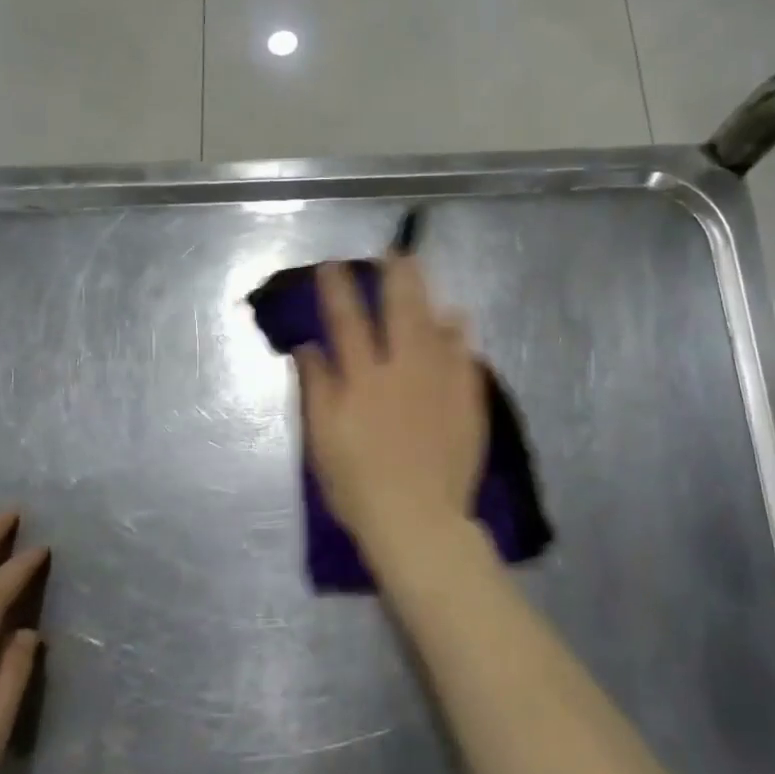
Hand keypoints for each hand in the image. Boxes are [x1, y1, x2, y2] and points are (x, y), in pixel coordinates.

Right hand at [295, 256, 486, 553]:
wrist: (419, 522)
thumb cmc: (359, 486)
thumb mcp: (323, 441)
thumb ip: (316, 388)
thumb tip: (307, 346)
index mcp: (364, 380)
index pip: (348, 322)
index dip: (339, 290)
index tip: (334, 264)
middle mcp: (404, 370)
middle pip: (401, 312)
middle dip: (396, 277)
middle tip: (395, 251)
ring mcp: (441, 383)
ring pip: (436, 326)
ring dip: (428, 296)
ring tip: (424, 273)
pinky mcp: (467, 401)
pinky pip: (465, 357)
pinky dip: (460, 335)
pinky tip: (459, 321)